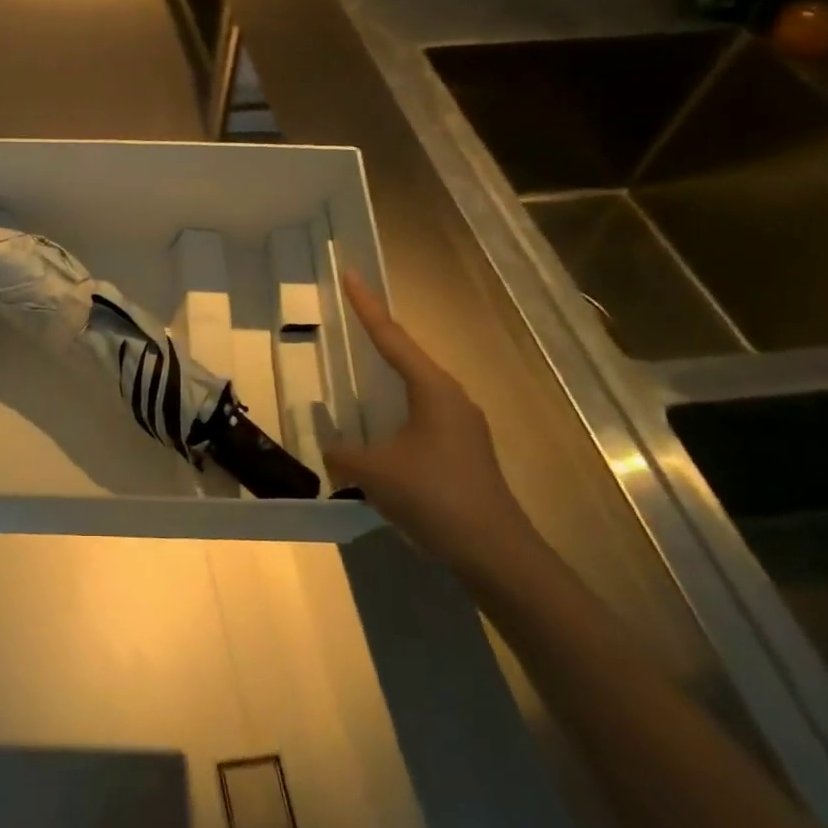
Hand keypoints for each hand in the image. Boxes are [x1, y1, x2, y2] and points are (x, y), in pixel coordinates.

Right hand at [324, 271, 534, 577]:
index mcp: (433, 390)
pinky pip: (421, 413)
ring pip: (416, 387)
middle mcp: (452, 398)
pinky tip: (379, 425)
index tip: (350, 274)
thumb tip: (330, 449)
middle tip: (350, 315)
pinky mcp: (463, 450)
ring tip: (360, 365)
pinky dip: (396, 406)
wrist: (497, 554)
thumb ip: (343, 454)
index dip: (367, 306)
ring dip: (388, 374)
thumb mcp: (375, 472)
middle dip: (379, 334)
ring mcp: (462, 425)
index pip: (392, 337)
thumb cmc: (436, 497)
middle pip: (408, 356)